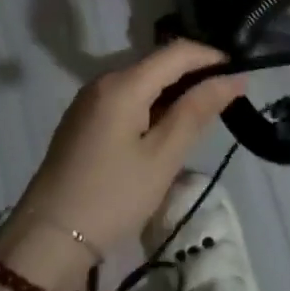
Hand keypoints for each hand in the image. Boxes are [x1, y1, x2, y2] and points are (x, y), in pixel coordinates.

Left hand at [0, 41, 245, 290]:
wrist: (48, 239)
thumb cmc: (113, 197)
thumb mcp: (163, 156)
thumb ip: (197, 111)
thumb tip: (233, 78)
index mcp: (123, 84)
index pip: (177, 51)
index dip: (211, 57)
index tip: (240, 74)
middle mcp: (104, 80)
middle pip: (158, 62)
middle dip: (194, 74)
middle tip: (227, 99)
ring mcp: (89, 99)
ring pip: (142, 80)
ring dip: (174, 90)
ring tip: (203, 115)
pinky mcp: (84, 119)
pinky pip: (126, 97)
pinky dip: (153, 103)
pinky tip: (167, 128)